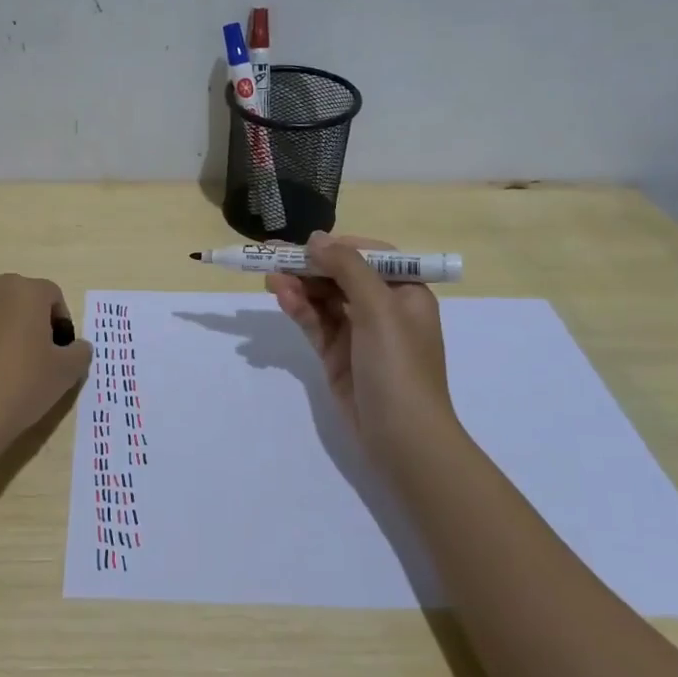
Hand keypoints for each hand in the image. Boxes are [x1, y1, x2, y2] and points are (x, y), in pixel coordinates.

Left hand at [0, 273, 92, 458]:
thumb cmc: (24, 381)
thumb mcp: (66, 371)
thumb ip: (80, 353)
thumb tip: (77, 348)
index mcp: (25, 290)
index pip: (54, 296)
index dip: (64, 324)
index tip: (64, 353)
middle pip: (26, 302)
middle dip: (39, 325)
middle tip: (45, 359)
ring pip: (3, 318)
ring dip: (15, 336)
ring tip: (20, 373)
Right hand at [266, 232, 459, 459]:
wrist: (402, 438)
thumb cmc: (398, 366)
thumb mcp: (379, 309)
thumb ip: (347, 268)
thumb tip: (316, 238)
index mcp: (406, 293)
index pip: (370, 256)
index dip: (337, 247)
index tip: (306, 244)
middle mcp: (384, 309)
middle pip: (341, 276)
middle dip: (309, 266)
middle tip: (271, 256)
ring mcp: (359, 334)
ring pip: (324, 299)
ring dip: (299, 287)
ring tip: (270, 278)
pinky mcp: (337, 356)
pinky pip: (315, 324)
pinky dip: (299, 309)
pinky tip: (281, 298)